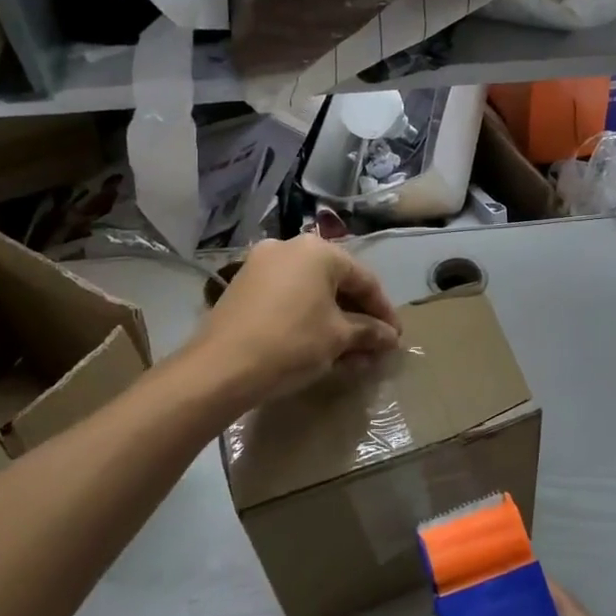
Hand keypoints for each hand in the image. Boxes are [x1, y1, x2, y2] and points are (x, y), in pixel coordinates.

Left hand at [191, 235, 400, 406]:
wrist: (219, 369)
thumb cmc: (291, 343)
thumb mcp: (338, 338)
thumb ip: (369, 332)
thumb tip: (390, 338)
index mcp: (318, 250)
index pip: (364, 279)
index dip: (384, 311)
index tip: (396, 337)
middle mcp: (289, 247)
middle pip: (336, 282)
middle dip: (358, 315)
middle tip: (374, 343)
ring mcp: (261, 264)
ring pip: (311, 291)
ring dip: (334, 319)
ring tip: (350, 351)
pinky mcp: (242, 286)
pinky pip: (287, 297)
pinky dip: (307, 316)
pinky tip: (318, 344)